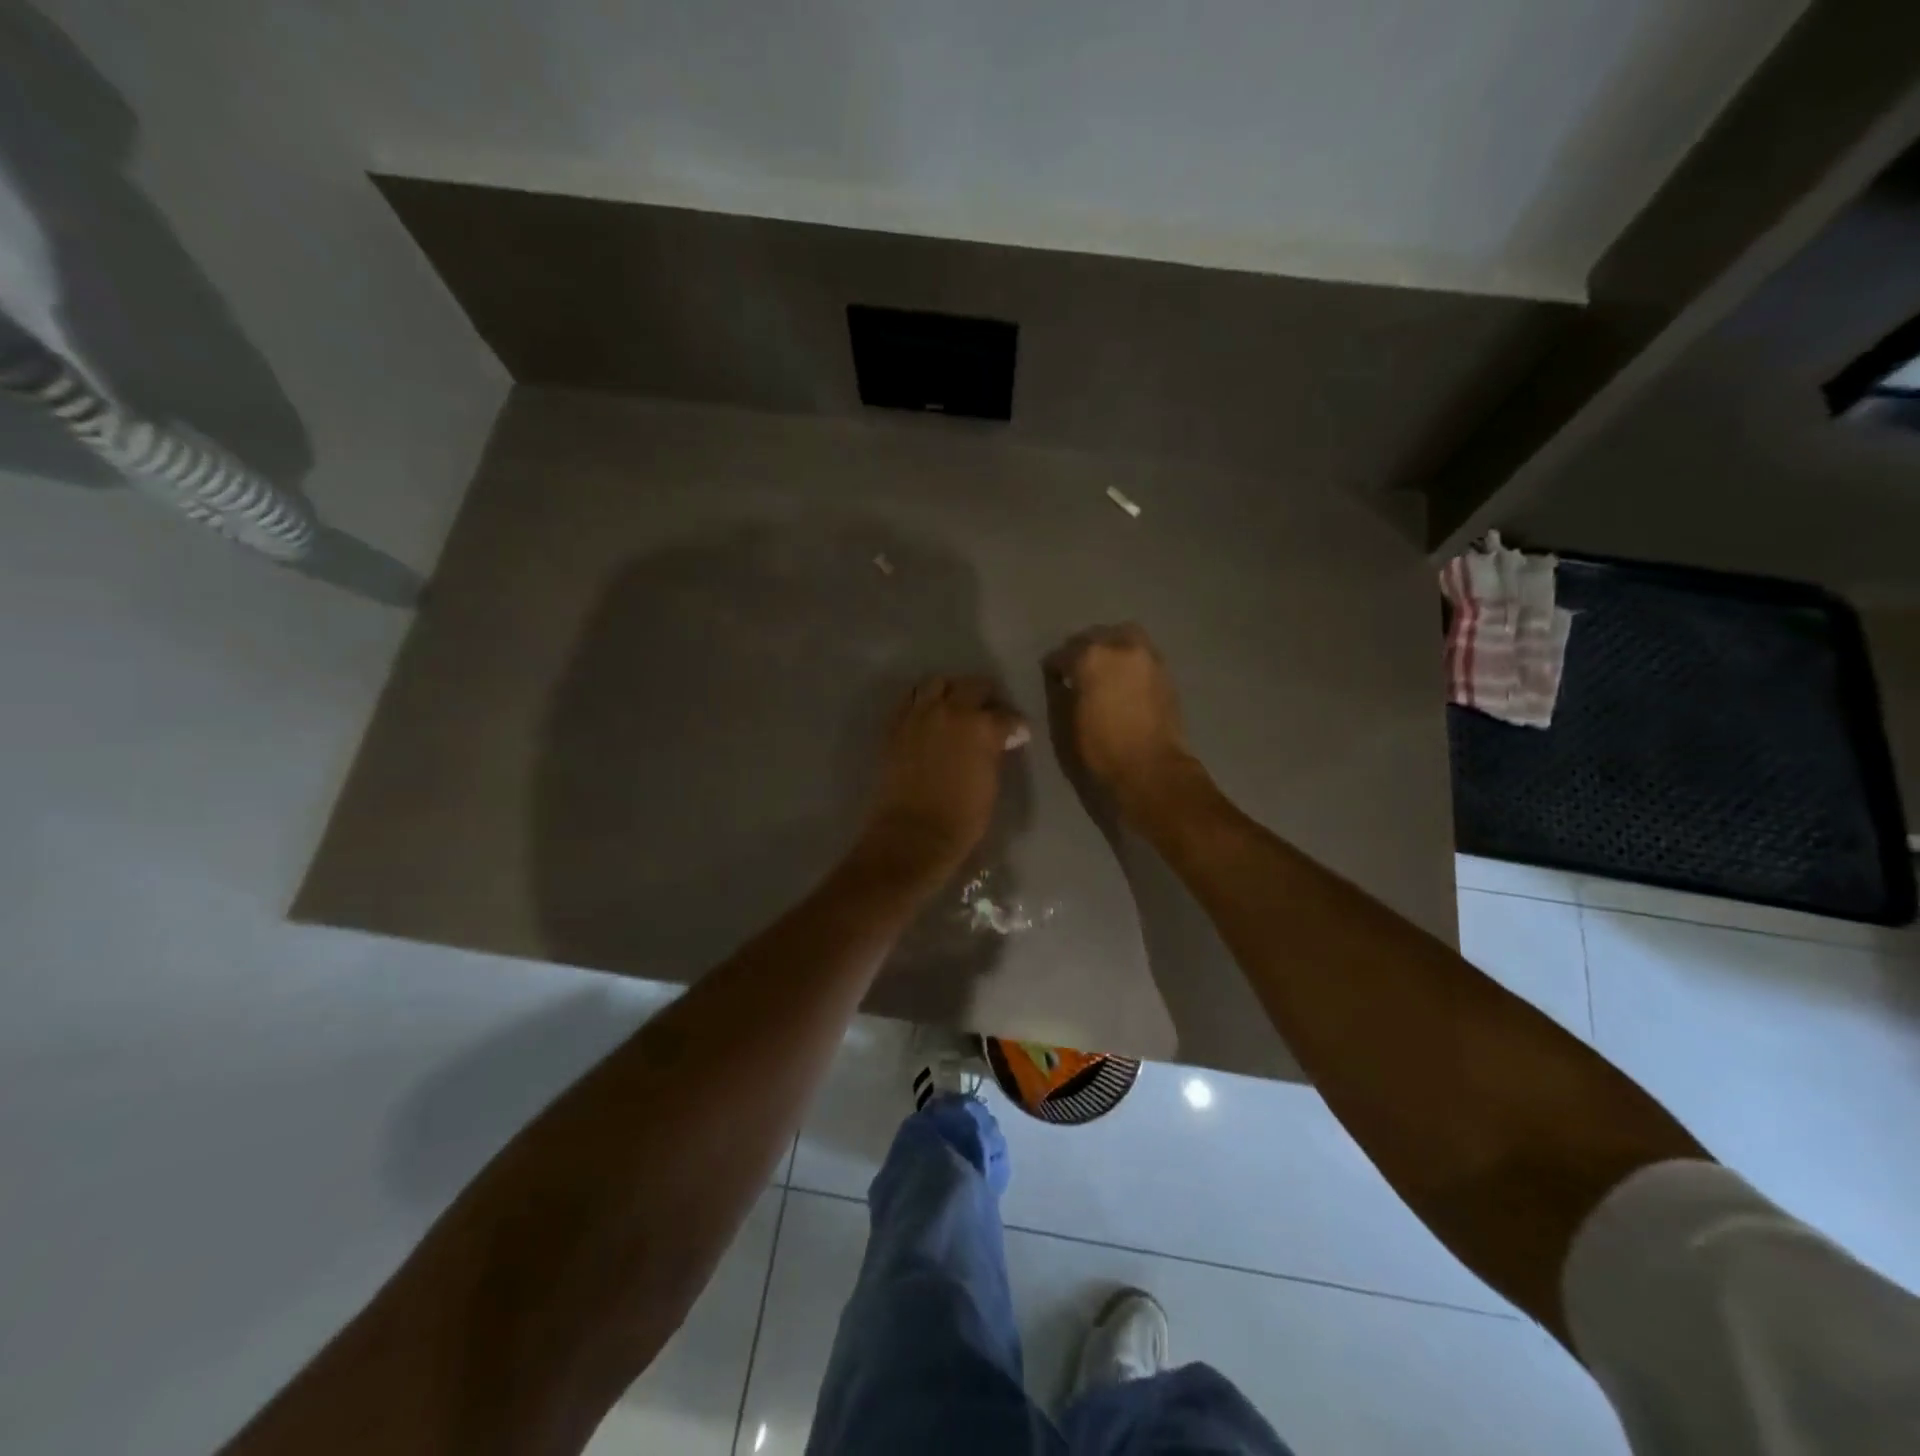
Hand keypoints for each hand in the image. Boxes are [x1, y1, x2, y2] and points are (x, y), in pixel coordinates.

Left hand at [860, 676, 1028, 877]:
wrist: (913, 834)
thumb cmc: (962, 818)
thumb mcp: (990, 784)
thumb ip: (994, 754)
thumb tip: (1001, 740)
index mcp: (982, 727)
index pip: (1006, 716)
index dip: (1015, 725)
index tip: (1017, 732)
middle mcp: (951, 712)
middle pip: (972, 686)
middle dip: (985, 695)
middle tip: (988, 709)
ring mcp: (919, 716)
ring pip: (936, 683)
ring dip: (949, 690)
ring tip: (953, 704)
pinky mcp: (895, 726)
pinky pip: (909, 700)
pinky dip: (921, 701)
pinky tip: (927, 714)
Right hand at [1048, 623, 1195, 814]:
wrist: (1151, 773)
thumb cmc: (1098, 752)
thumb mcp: (1063, 725)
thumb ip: (1058, 693)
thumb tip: (1060, 681)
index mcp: (1090, 657)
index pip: (1061, 654)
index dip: (1053, 668)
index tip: (1052, 681)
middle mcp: (1120, 647)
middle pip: (1094, 637)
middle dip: (1081, 652)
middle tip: (1076, 674)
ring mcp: (1147, 657)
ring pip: (1122, 638)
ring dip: (1109, 650)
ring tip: (1102, 673)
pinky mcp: (1165, 673)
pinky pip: (1140, 655)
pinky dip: (1128, 662)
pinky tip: (1121, 683)